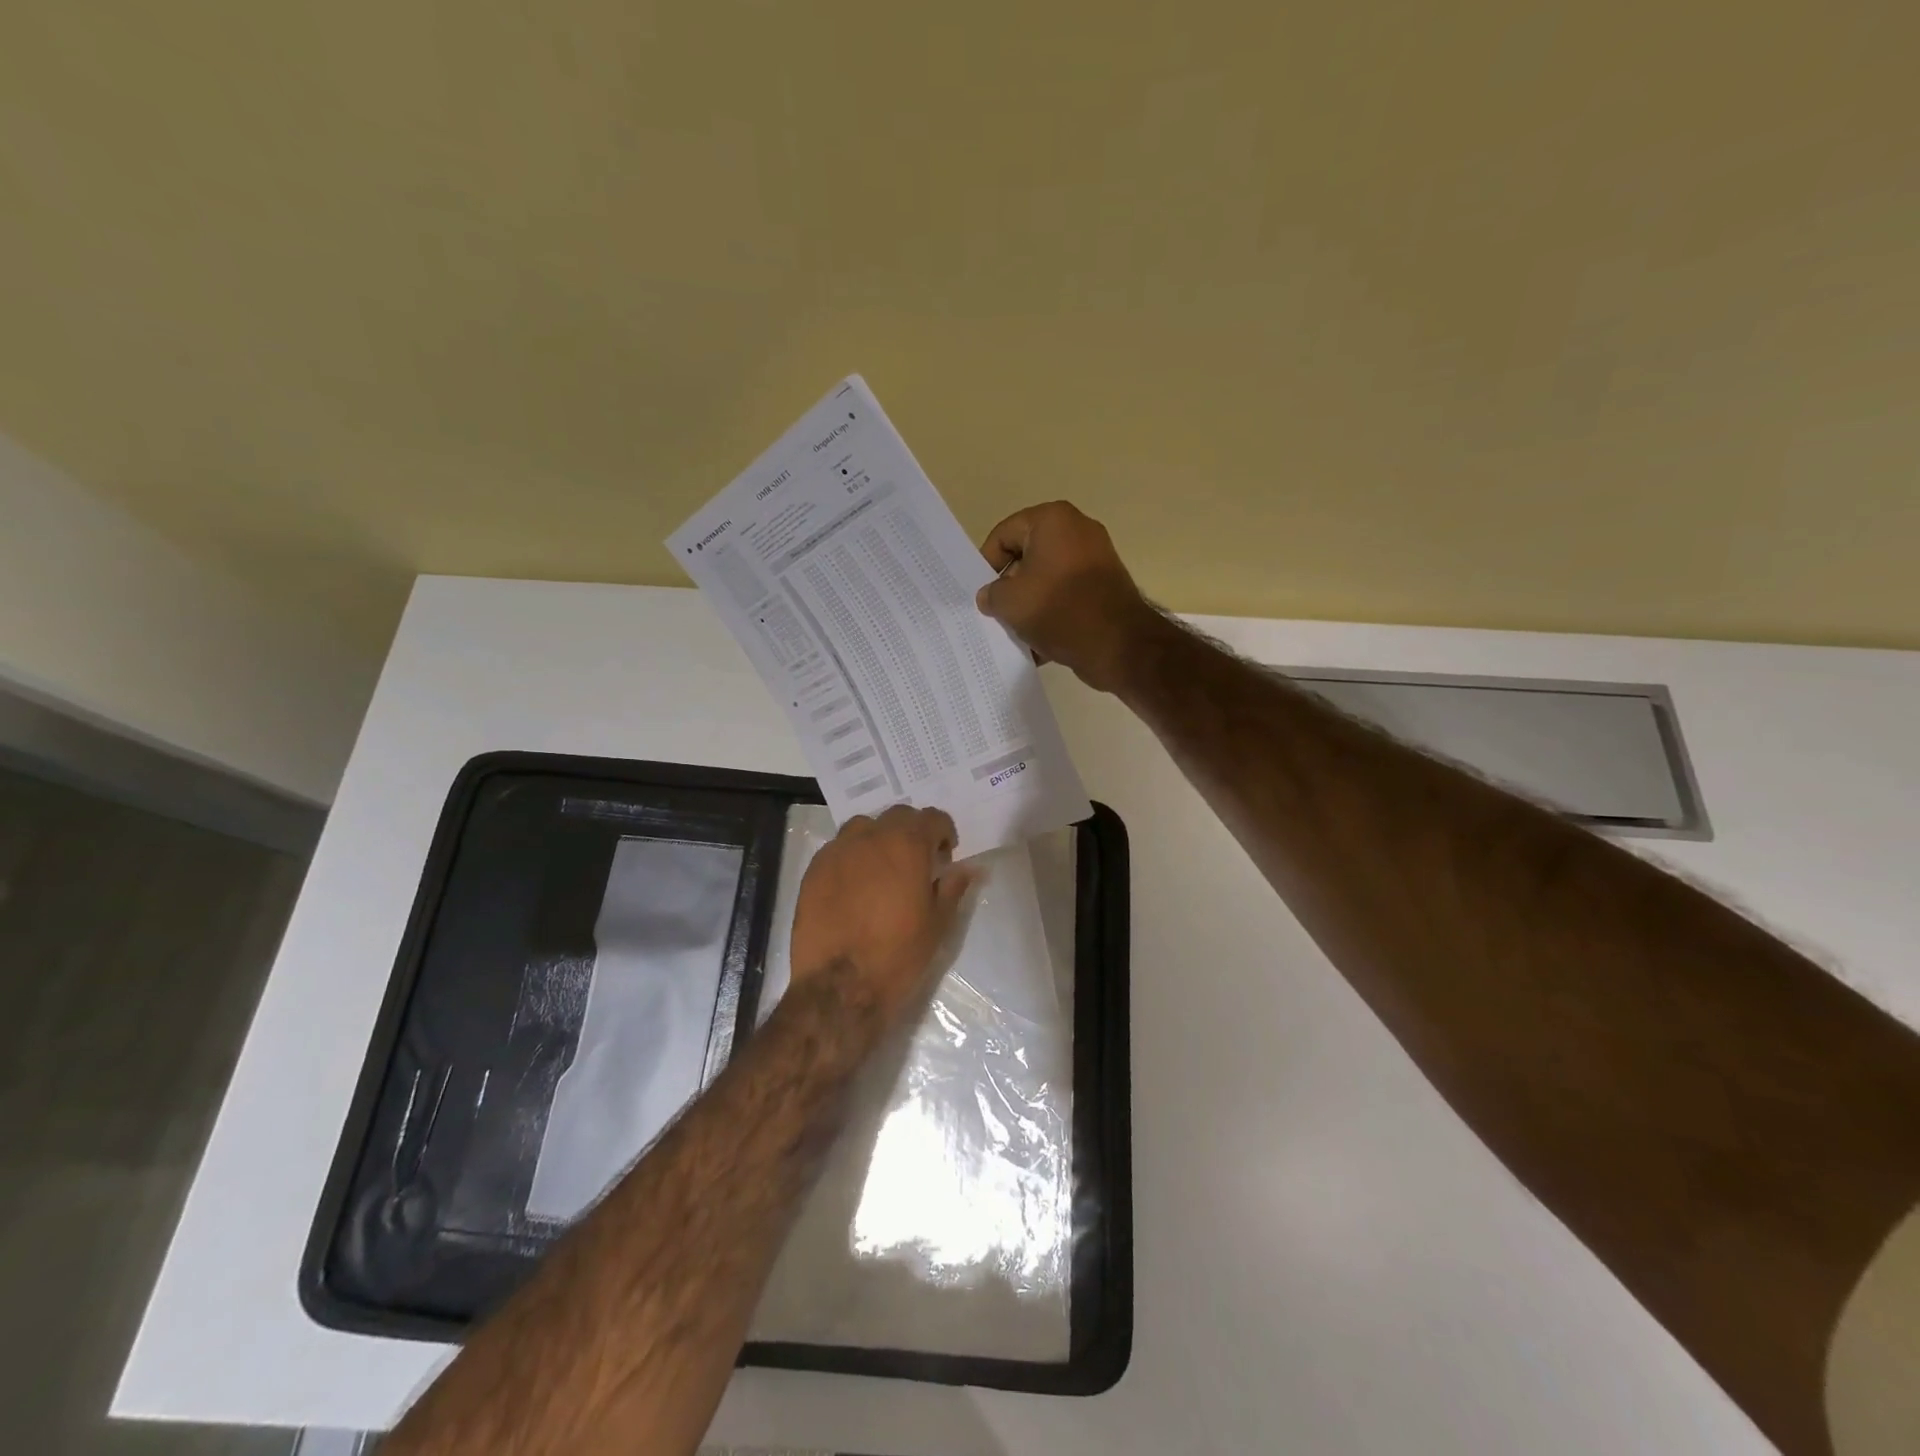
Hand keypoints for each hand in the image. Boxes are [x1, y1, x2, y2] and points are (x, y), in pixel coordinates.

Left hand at [788, 805, 972, 1020]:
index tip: (945, 855)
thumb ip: (953, 887)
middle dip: (912, 832)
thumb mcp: (938, 923)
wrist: (840, 986)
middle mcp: (870, 837)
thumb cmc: (898, 954)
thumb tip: (969, 868)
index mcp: (907, 844)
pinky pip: (838, 849)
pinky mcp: (814, 870)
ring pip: (863, 827)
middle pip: (897, 816)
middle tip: (917, 862)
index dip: (943, 832)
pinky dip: (852, 857)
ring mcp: (837, 851)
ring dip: (878, 839)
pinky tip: (854, 886)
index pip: (932, 817)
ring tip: (883, 869)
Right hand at [975, 501, 1162, 694]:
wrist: (1119, 645)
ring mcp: (1095, 559)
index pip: (1004, 535)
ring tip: (1016, 633)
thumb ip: (991, 594)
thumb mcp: (1010, 603)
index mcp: (1052, 520)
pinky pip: (1067, 596)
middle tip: (996, 614)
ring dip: (1029, 606)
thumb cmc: (1059, 611)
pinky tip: (1038, 644)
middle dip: (1009, 587)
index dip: (986, 565)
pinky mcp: (1105, 587)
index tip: (981, 594)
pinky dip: (1052, 615)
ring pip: (1046, 580)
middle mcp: (1077, 531)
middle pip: (1026, 557)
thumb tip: (990, 596)